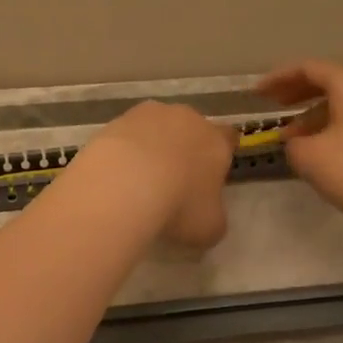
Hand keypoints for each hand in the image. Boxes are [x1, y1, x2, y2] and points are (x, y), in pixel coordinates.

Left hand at [77, 101, 238, 248]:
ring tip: (137, 180)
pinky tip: (115, 176)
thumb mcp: (210, 227)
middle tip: (172, 180)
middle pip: (189, 129)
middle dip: (183, 149)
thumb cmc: (178, 206)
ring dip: (150, 147)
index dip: (220, 155)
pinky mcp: (114, 122)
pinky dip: (122, 152)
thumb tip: (208, 216)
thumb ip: (214, 216)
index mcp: (216, 141)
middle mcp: (186, 119)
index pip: (228, 138)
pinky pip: (124, 137)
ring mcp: (147, 115)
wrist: (124, 185)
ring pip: (154, 128)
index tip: (211, 173)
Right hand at [256, 59, 342, 236]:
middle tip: (273, 105)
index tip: (257, 93)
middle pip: (330, 81)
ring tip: (293, 138)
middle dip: (298, 92)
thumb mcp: (309, 157)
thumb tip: (297, 140)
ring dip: (315, 115)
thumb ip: (293, 142)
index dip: (279, 78)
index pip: (309, 68)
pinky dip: (335, 126)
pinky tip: (323, 149)